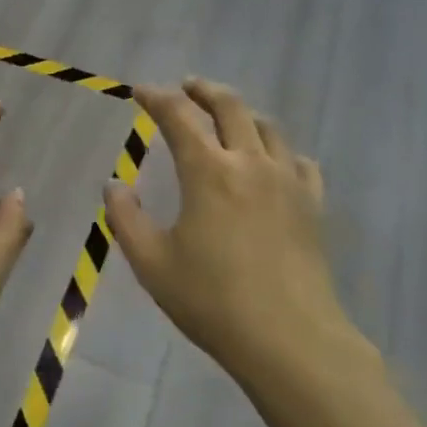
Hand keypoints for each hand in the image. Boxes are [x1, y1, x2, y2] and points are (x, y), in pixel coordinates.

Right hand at [104, 79, 363, 382]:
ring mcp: (287, 181)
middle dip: (204, 91)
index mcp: (208, 171)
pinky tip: (273, 162)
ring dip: (242, 114)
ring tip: (227, 118)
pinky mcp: (312, 205)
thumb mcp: (152, 263)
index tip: (141, 92)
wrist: (290, 339)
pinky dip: (280, 151)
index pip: (178, 117)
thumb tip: (114, 184)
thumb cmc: (212, 300)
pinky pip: (299, 162)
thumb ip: (126, 218)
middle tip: (187, 87)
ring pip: (267, 128)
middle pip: (230, 106)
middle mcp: (249, 163)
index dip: (156, 98)